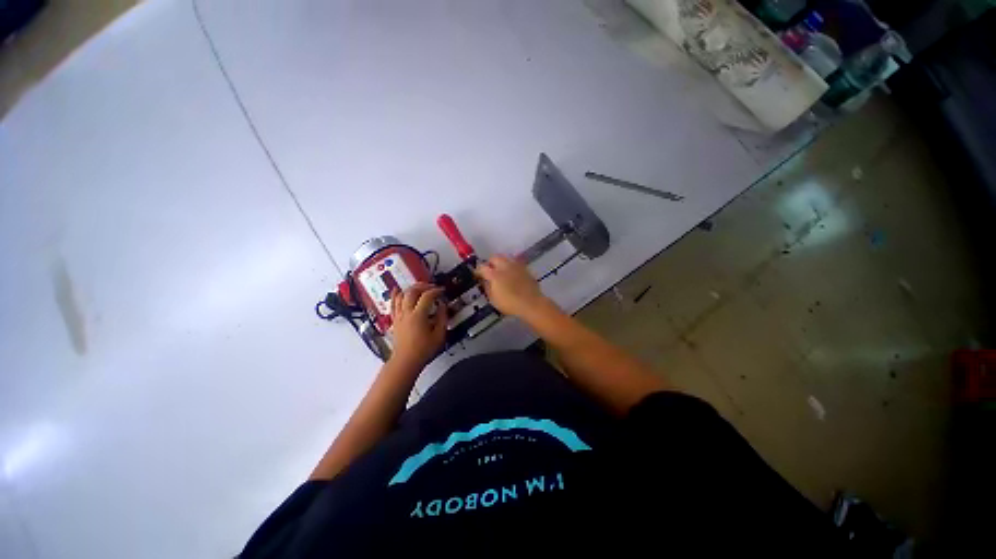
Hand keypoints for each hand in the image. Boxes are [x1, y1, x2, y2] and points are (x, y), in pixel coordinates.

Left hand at [389, 283, 446, 367]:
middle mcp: (406, 313)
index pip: (427, 296)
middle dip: (423, 285)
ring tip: (420, 288)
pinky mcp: (395, 320)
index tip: (442, 291)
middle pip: (412, 291)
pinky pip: (393, 304)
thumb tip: (442, 305)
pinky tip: (397, 289)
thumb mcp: (439, 335)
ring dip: (411, 288)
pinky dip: (395, 295)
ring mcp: (398, 316)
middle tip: (432, 287)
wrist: (406, 362)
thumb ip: (442, 317)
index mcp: (418, 316)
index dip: (436, 290)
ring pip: (401, 295)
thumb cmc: (424, 350)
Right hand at [474, 255, 550, 318]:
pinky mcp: (525, 268)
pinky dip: (511, 265)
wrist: (532, 303)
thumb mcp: (493, 300)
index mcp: (494, 274)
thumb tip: (484, 281)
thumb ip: (487, 288)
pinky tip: (512, 273)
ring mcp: (516, 265)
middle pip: (494, 257)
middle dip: (490, 263)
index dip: (478, 271)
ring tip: (501, 270)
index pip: (482, 267)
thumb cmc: (510, 304)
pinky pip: (515, 262)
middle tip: (490, 271)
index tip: (478, 275)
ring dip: (501, 262)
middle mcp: (504, 266)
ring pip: (505, 257)